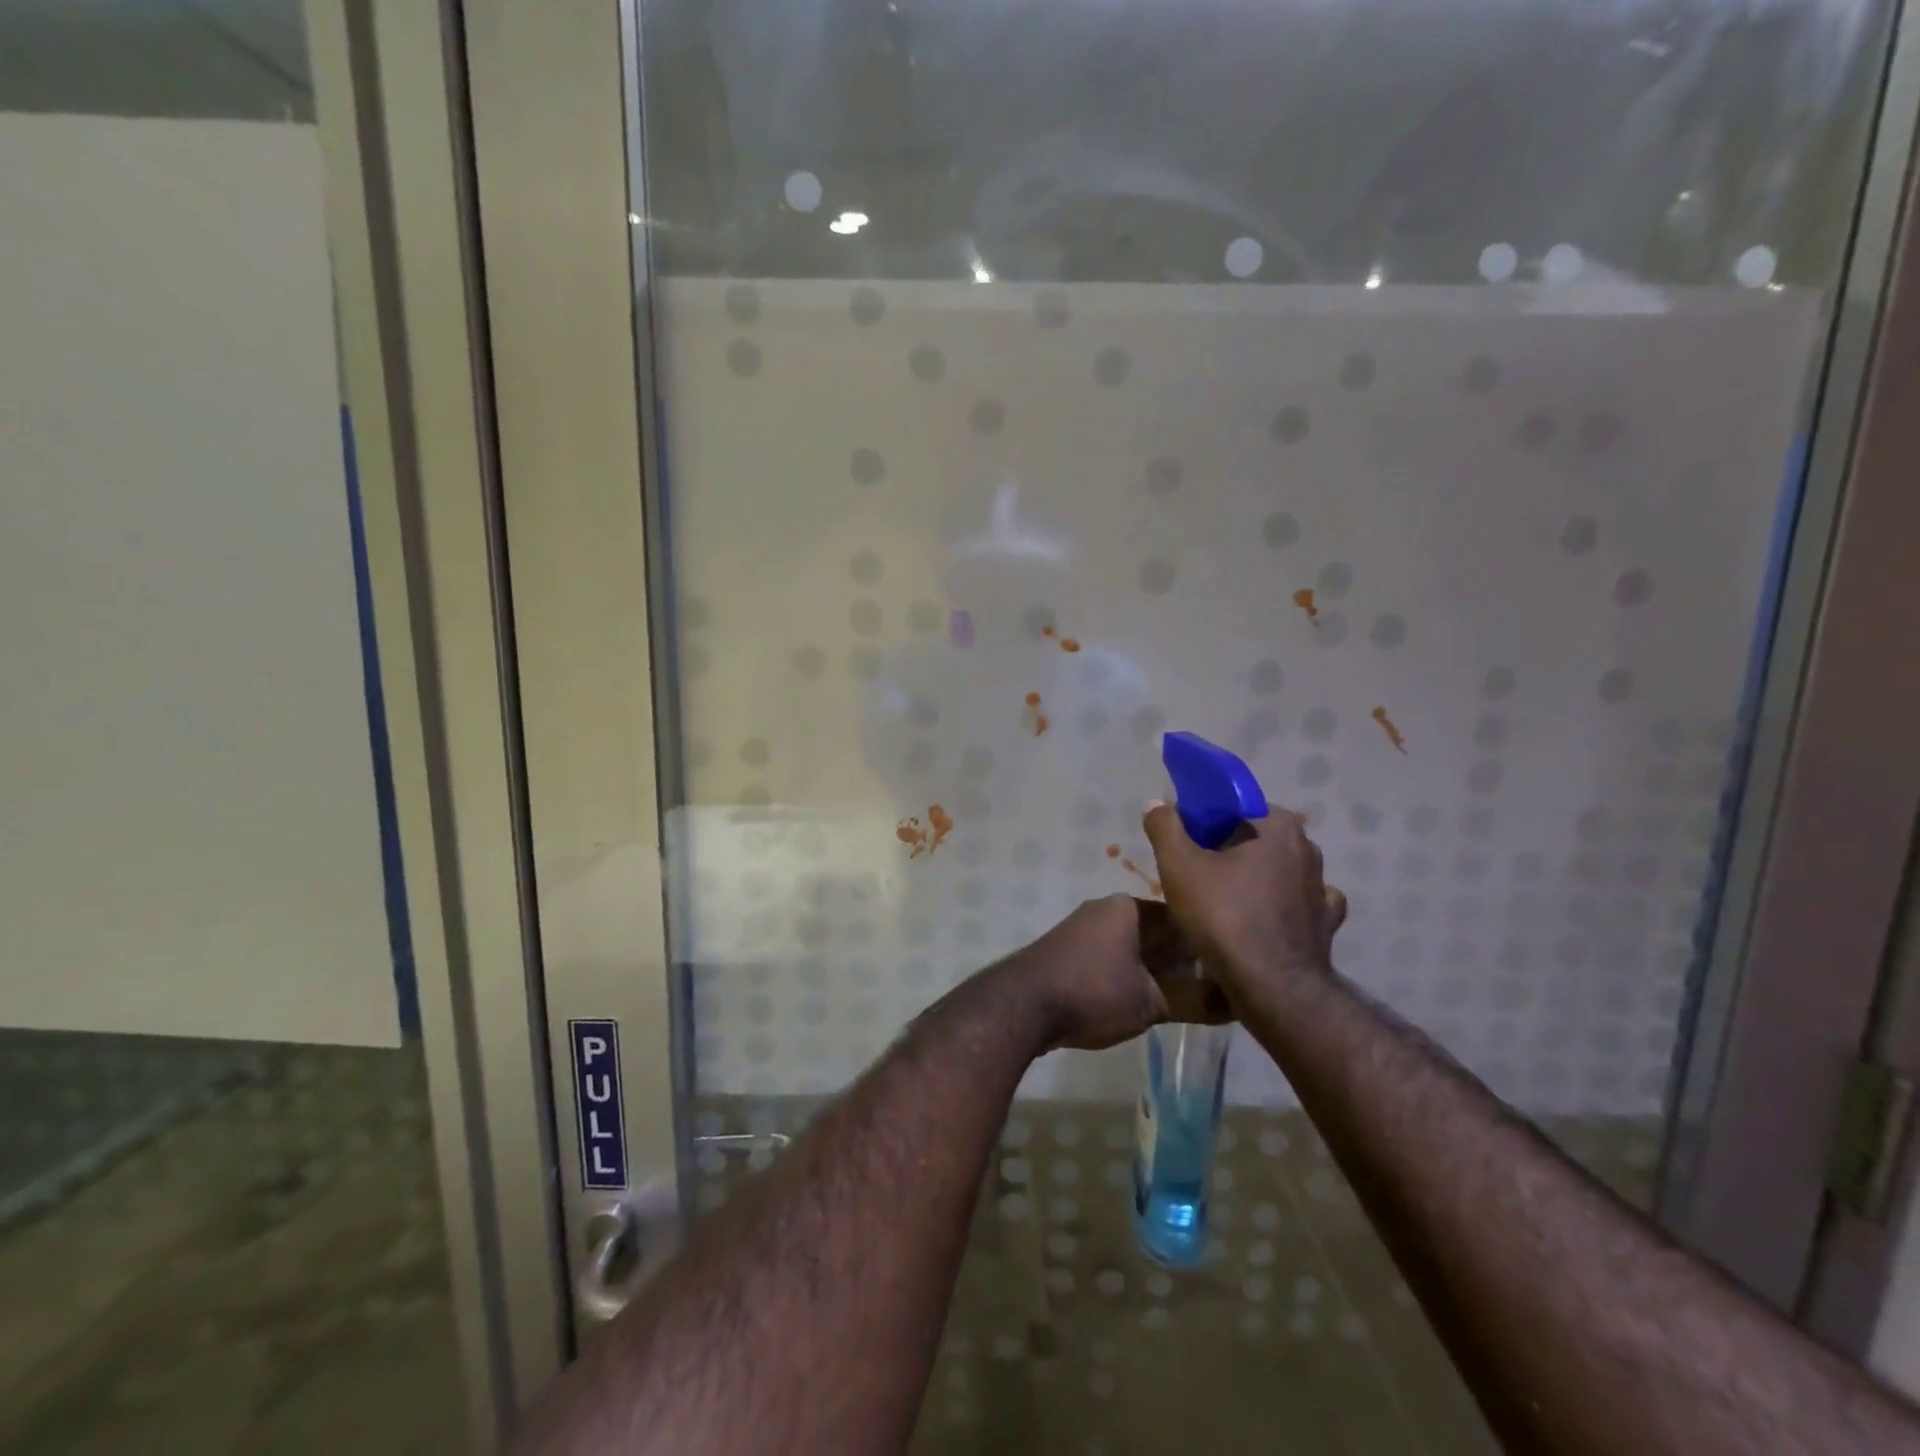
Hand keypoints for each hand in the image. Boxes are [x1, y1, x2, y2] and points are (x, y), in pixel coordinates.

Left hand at [1003, 895, 1232, 1052]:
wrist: (1022, 1005)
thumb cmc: (1093, 992)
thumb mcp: (1151, 1002)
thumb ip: (1196, 1001)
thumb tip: (1239, 1004)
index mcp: (1129, 907)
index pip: (1182, 918)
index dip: (1208, 944)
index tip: (1231, 970)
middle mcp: (1106, 910)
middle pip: (1158, 933)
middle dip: (1184, 961)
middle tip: (1216, 991)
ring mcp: (1084, 930)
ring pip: (1135, 948)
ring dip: (1158, 972)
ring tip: (1188, 1001)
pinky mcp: (1069, 953)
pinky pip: (1113, 960)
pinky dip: (1133, 977)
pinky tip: (1148, 1002)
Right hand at [1141, 802, 1346, 1006]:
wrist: (1272, 989)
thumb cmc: (1224, 918)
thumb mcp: (1179, 867)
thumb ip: (1165, 827)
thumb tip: (1156, 803)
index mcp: (1278, 827)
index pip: (1234, 809)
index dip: (1204, 824)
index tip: (1184, 847)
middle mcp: (1309, 850)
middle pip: (1255, 838)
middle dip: (1227, 851)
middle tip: (1195, 876)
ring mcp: (1322, 888)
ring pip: (1277, 871)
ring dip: (1253, 879)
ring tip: (1222, 903)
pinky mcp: (1327, 923)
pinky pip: (1298, 904)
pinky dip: (1279, 907)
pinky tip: (1260, 919)